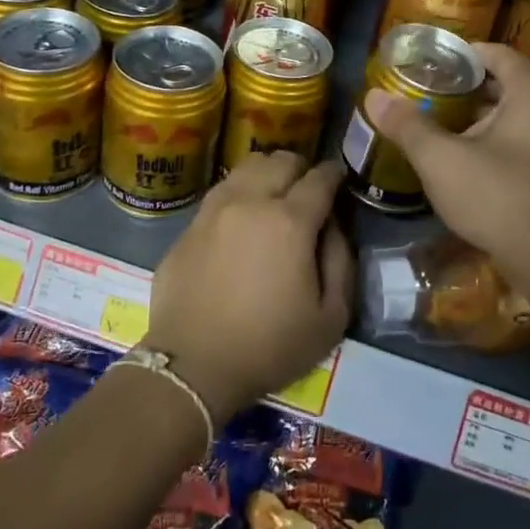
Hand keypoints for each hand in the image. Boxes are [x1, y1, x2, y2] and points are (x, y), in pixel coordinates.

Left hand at [144, 153, 352, 423]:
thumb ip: (341, 260)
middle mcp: (250, 201)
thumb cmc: (270, 346)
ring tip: (274, 195)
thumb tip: (334, 225)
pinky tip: (242, 217)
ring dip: (267, 174)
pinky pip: (220, 192)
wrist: (193, 367)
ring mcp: (214, 210)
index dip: (334, 174)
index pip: (319, 178)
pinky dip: (239, 193)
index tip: (339, 178)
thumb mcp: (331, 317)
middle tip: (308, 190)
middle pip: (281, 161)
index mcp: (289, 221)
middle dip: (301, 168)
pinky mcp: (188, 226)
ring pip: (246, 167)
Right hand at [365, 43, 529, 285]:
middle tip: (433, 93)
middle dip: (470, 88)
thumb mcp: (441, 159)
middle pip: (510, 85)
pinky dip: (499, 143)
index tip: (436, 60)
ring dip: (484, 118)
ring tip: (444, 127)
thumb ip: (407, 125)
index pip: (501, 55)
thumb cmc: (498, 196)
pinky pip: (527, 144)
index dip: (467, 53)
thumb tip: (374, 96)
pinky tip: (471, 164)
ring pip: (518, 118)